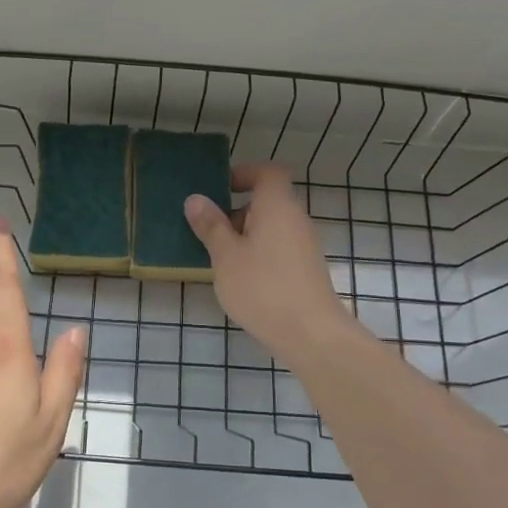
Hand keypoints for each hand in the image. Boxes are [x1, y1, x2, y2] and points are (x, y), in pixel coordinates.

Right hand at [185, 163, 353, 364]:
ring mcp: (304, 245)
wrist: (311, 334)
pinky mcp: (306, 269)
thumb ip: (210, 226)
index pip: (267, 172)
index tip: (219, 188)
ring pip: (271, 227)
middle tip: (208, 228)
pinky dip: (258, 253)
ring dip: (245, 235)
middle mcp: (296, 218)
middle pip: (268, 200)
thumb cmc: (263, 287)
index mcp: (277, 205)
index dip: (244, 174)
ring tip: (219, 257)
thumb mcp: (226, 256)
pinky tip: (240, 278)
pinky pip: (278, 247)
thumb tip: (196, 199)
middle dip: (236, 210)